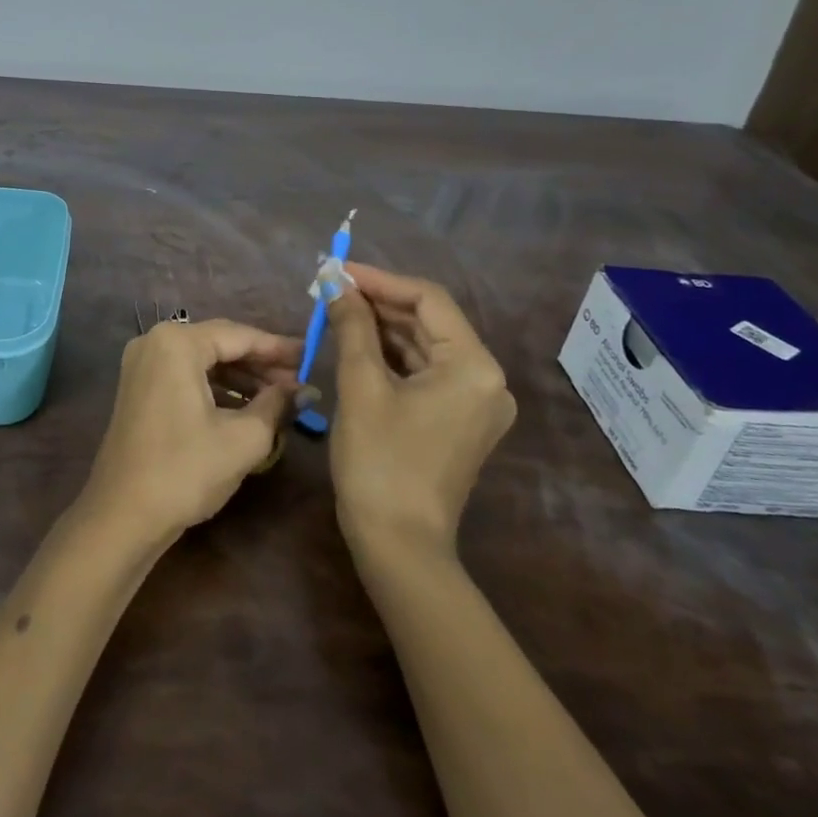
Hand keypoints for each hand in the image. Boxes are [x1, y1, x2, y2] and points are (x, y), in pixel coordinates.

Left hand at [79, 319, 301, 545]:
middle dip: (260, 364)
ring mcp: (142, 364)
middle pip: (219, 344)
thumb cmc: (185, 471)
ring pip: (202, 361)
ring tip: (279, 398)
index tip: (310, 356)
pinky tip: (244, 407)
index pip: (239, 336)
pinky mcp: (138, 387)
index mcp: (177, 343)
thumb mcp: (243, 438)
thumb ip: (277, 405)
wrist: (122, 515)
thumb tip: (305, 390)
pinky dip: (215, 388)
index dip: (278, 348)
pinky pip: (185, 375)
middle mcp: (154, 341)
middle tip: (299, 381)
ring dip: (240, 377)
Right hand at [327, 263, 515, 552]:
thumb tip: (335, 282)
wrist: (398, 546)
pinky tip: (357, 343)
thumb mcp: (361, 386)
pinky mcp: (459, 420)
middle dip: (379, 303)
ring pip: (425, 346)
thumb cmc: (379, 461)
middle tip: (331, 288)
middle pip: (429, 322)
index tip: (338, 270)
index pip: (428, 299)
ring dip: (382, 327)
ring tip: (337, 310)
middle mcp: (486, 379)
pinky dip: (392, 356)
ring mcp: (475, 402)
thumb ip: (352, 325)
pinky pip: (425, 372)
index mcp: (473, 366)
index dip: (380, 279)